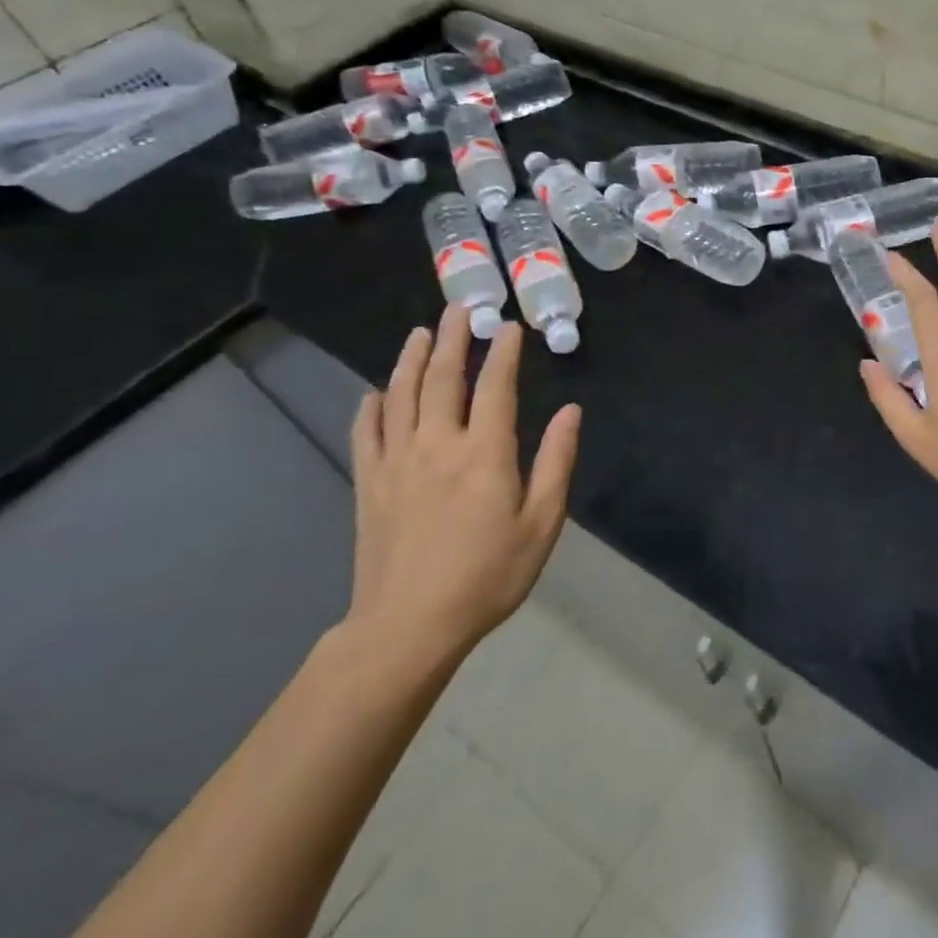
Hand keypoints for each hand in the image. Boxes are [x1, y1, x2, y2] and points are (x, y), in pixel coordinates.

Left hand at [345, 304, 580, 662]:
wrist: (407, 628)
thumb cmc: (487, 576)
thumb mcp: (542, 524)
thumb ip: (556, 462)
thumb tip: (571, 412)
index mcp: (483, 453)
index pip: (495, 386)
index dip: (503, 352)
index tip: (508, 326)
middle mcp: (437, 444)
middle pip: (441, 378)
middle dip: (451, 339)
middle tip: (458, 309)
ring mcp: (397, 462)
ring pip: (400, 396)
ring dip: (411, 359)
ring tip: (419, 333)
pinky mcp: (370, 484)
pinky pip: (367, 433)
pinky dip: (370, 407)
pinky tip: (375, 392)